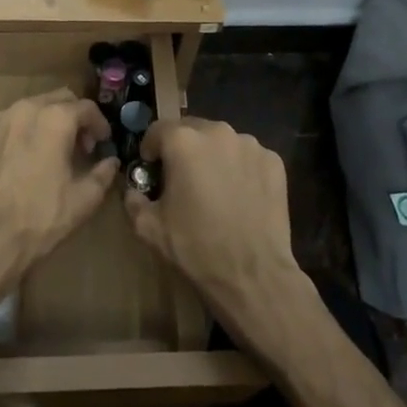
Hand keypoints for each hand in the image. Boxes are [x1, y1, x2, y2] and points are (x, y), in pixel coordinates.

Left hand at [0, 90, 116, 275]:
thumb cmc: (40, 217)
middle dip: (74, 117)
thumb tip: (110, 162)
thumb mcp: (83, 200)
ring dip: (48, 121)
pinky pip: (8, 122)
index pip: (86, 108)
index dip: (99, 124)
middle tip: (80, 146)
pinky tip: (23, 157)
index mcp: (55, 119)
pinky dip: (22, 131)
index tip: (102, 143)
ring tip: (52, 151)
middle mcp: (26, 109)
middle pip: (59, 99)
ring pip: (32, 108)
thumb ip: (103, 174)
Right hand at [123, 116, 308, 343]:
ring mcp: (250, 145)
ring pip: (222, 142)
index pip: (158, 130)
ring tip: (214, 188)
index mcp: (183, 142)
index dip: (150, 149)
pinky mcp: (273, 161)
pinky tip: (240, 196)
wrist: (253, 276)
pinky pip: (248, 157)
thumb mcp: (149, 228)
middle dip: (183, 150)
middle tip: (182, 179)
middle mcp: (218, 132)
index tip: (151, 169)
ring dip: (213, 157)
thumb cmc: (196, 248)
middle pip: (192, 131)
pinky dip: (240, 168)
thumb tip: (133, 191)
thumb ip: (133, 200)